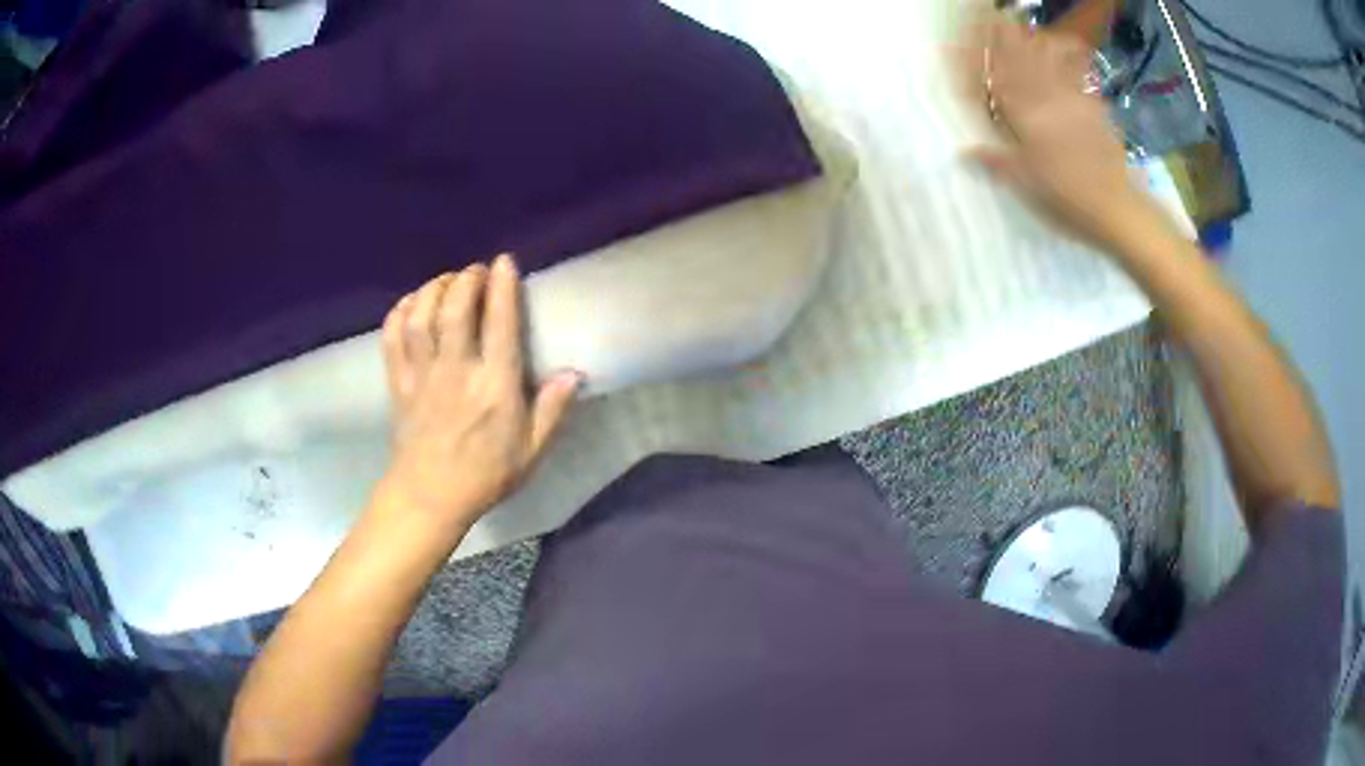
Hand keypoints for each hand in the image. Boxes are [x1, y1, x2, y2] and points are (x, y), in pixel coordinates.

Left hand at [373, 255, 580, 536]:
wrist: (430, 497)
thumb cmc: (485, 475)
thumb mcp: (531, 451)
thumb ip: (552, 410)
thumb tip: (574, 373)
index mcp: (494, 387)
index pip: (499, 324)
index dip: (502, 286)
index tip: (504, 262)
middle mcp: (456, 372)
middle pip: (454, 310)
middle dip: (465, 280)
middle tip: (475, 270)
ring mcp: (422, 375)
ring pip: (421, 317)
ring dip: (433, 289)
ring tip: (447, 281)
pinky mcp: (398, 382)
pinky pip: (392, 337)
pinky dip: (400, 312)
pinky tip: (412, 304)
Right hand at [958, 15, 1151, 248]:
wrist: (1117, 208)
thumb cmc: (1067, 199)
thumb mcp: (1025, 184)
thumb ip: (995, 161)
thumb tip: (963, 151)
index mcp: (1024, 115)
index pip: (995, 74)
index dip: (977, 52)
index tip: (961, 36)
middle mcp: (1046, 97)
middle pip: (1020, 55)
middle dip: (1003, 32)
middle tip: (990, 15)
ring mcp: (1072, 96)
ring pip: (1048, 55)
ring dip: (1032, 37)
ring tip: (1022, 27)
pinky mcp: (1094, 104)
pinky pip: (1077, 69)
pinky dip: (1068, 52)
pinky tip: (1064, 44)